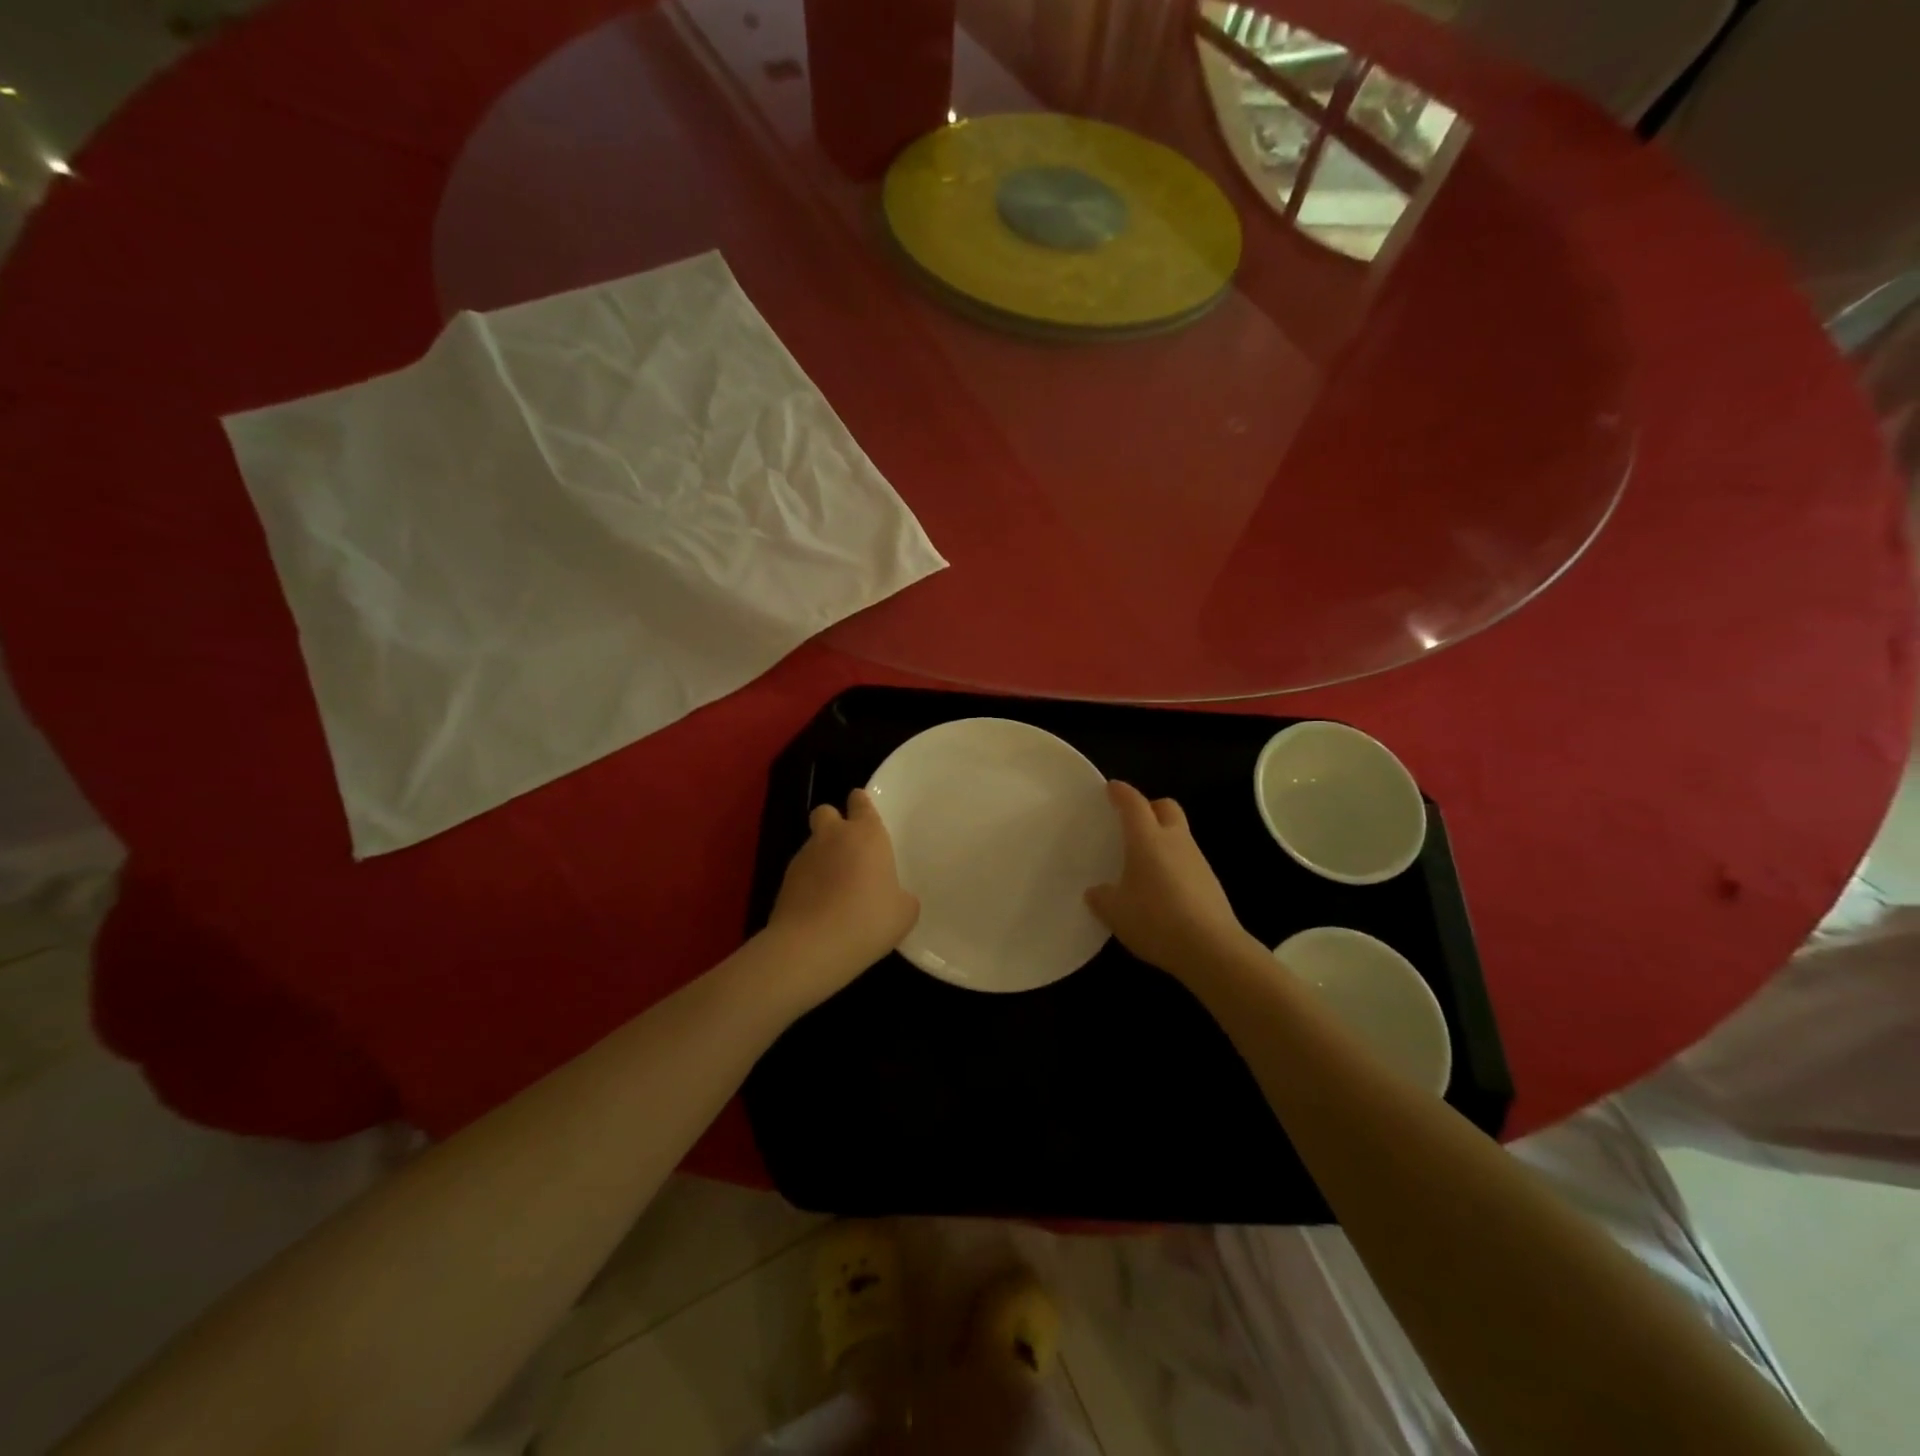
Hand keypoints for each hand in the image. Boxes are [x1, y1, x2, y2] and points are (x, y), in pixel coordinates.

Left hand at [764, 789, 919, 999]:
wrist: (811, 947)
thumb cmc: (868, 920)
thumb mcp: (904, 912)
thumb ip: (901, 896)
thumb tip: (894, 897)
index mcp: (866, 834)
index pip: (860, 801)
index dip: (862, 805)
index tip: (866, 818)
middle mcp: (832, 836)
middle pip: (826, 811)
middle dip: (834, 823)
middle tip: (848, 850)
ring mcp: (804, 857)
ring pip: (813, 844)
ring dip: (823, 857)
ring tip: (835, 890)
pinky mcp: (784, 881)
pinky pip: (801, 872)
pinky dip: (809, 883)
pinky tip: (820, 908)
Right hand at [1085, 781, 1254, 980]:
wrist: (1211, 949)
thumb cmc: (1155, 920)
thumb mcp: (1115, 912)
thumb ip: (1101, 897)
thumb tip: (1096, 891)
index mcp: (1147, 839)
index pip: (1134, 803)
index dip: (1121, 792)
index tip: (1111, 788)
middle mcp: (1175, 841)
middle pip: (1166, 807)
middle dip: (1149, 807)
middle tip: (1132, 822)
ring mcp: (1197, 860)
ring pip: (1179, 834)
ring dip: (1162, 838)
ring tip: (1142, 862)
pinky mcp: (1210, 882)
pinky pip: (1187, 860)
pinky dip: (1172, 863)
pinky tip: (1160, 889)